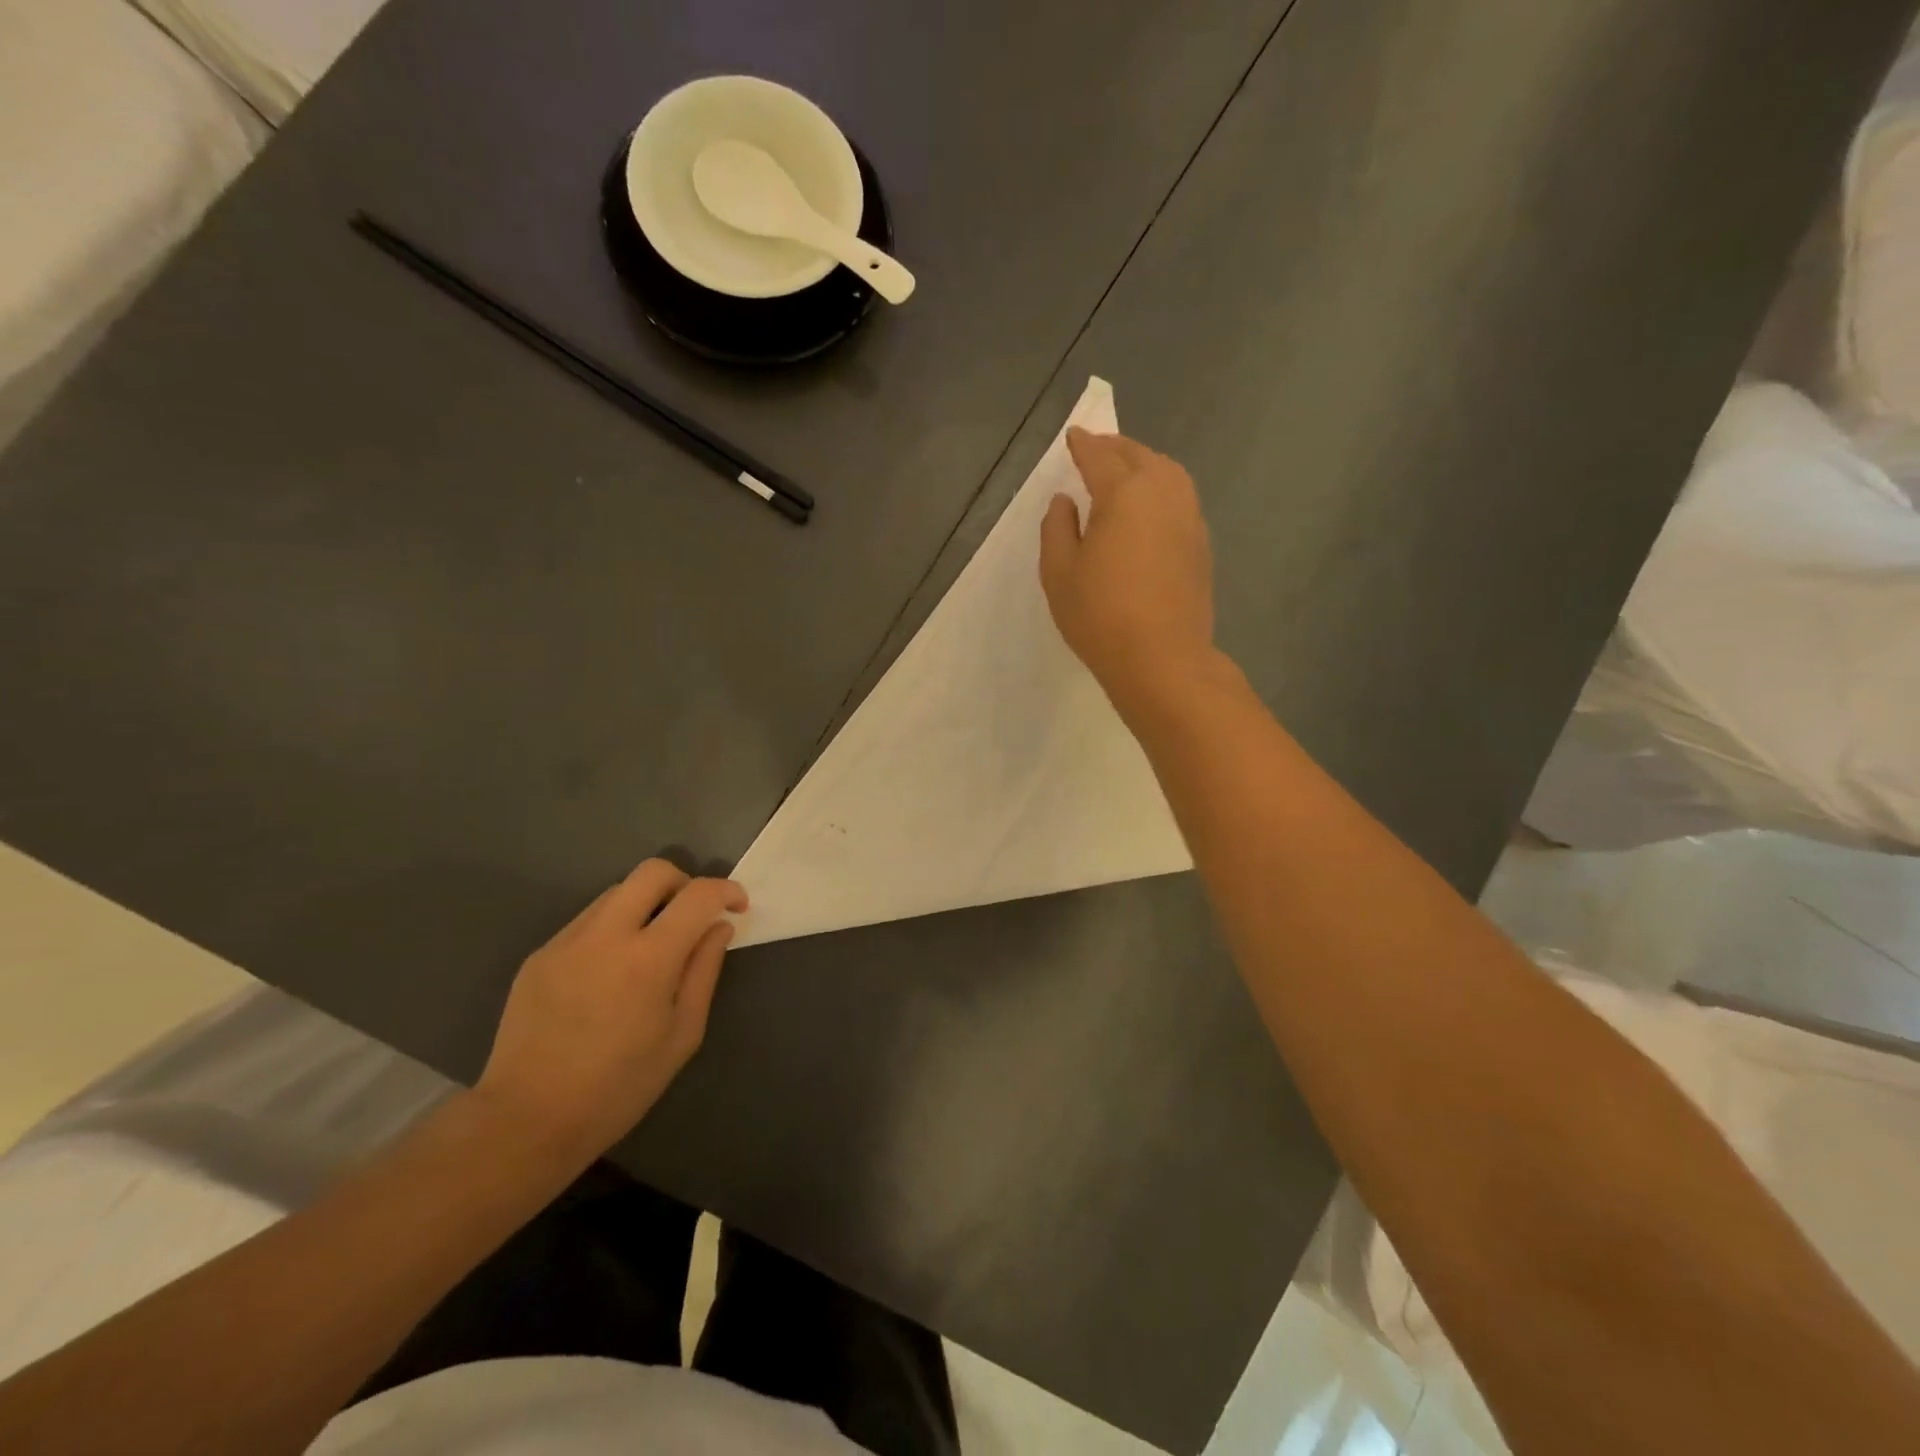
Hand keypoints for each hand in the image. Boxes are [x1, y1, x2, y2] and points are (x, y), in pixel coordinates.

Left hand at [476, 860, 746, 1163]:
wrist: (526, 1121)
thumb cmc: (619, 1087)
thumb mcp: (682, 1034)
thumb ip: (704, 971)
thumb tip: (718, 927)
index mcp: (648, 959)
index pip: (697, 895)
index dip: (726, 890)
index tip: (737, 906)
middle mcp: (605, 936)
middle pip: (652, 872)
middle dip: (684, 882)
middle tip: (693, 917)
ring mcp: (566, 942)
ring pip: (616, 893)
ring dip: (645, 905)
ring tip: (651, 948)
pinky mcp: (540, 956)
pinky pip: (587, 922)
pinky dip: (612, 930)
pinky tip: (610, 974)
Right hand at [1040, 428, 1217, 711]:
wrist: (1161, 658)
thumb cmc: (1100, 615)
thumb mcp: (1058, 572)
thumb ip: (1057, 528)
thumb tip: (1066, 500)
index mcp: (1124, 494)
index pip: (1100, 457)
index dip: (1083, 444)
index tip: (1073, 436)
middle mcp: (1162, 494)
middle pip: (1139, 456)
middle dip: (1115, 447)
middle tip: (1096, 447)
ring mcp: (1189, 517)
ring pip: (1168, 472)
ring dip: (1144, 463)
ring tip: (1125, 469)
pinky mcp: (1201, 543)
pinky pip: (1180, 497)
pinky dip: (1162, 487)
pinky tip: (1150, 505)